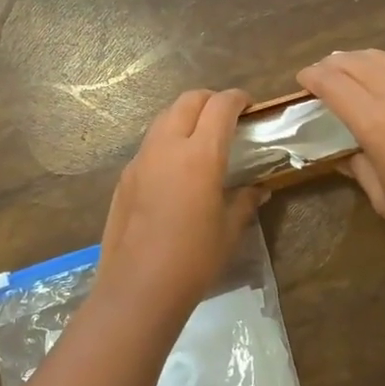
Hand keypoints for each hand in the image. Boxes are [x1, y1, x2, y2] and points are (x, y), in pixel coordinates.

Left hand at [97, 89, 265, 314]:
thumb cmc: (193, 259)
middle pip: (188, 100)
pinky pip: (150, 144)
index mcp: (200, 154)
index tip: (249, 105)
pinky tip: (176, 169)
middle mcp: (167, 146)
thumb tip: (259, 189)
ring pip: (164, 117)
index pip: (220, 106)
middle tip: (226, 117)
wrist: (138, 286)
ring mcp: (141, 159)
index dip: (237, 98)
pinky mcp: (125, 176)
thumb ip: (245, 201)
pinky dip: (167, 140)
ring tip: (201, 138)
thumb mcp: (229, 230)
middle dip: (210, 100)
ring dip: (185, 116)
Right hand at [296, 49, 384, 260]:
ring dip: (362, 58)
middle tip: (322, 72)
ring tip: (351, 65)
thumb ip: (359, 166)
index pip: (334, 85)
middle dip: (333, 64)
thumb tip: (346, 152)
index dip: (313, 77)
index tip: (303, 79)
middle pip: (357, 63)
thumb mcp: (383, 198)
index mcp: (376, 122)